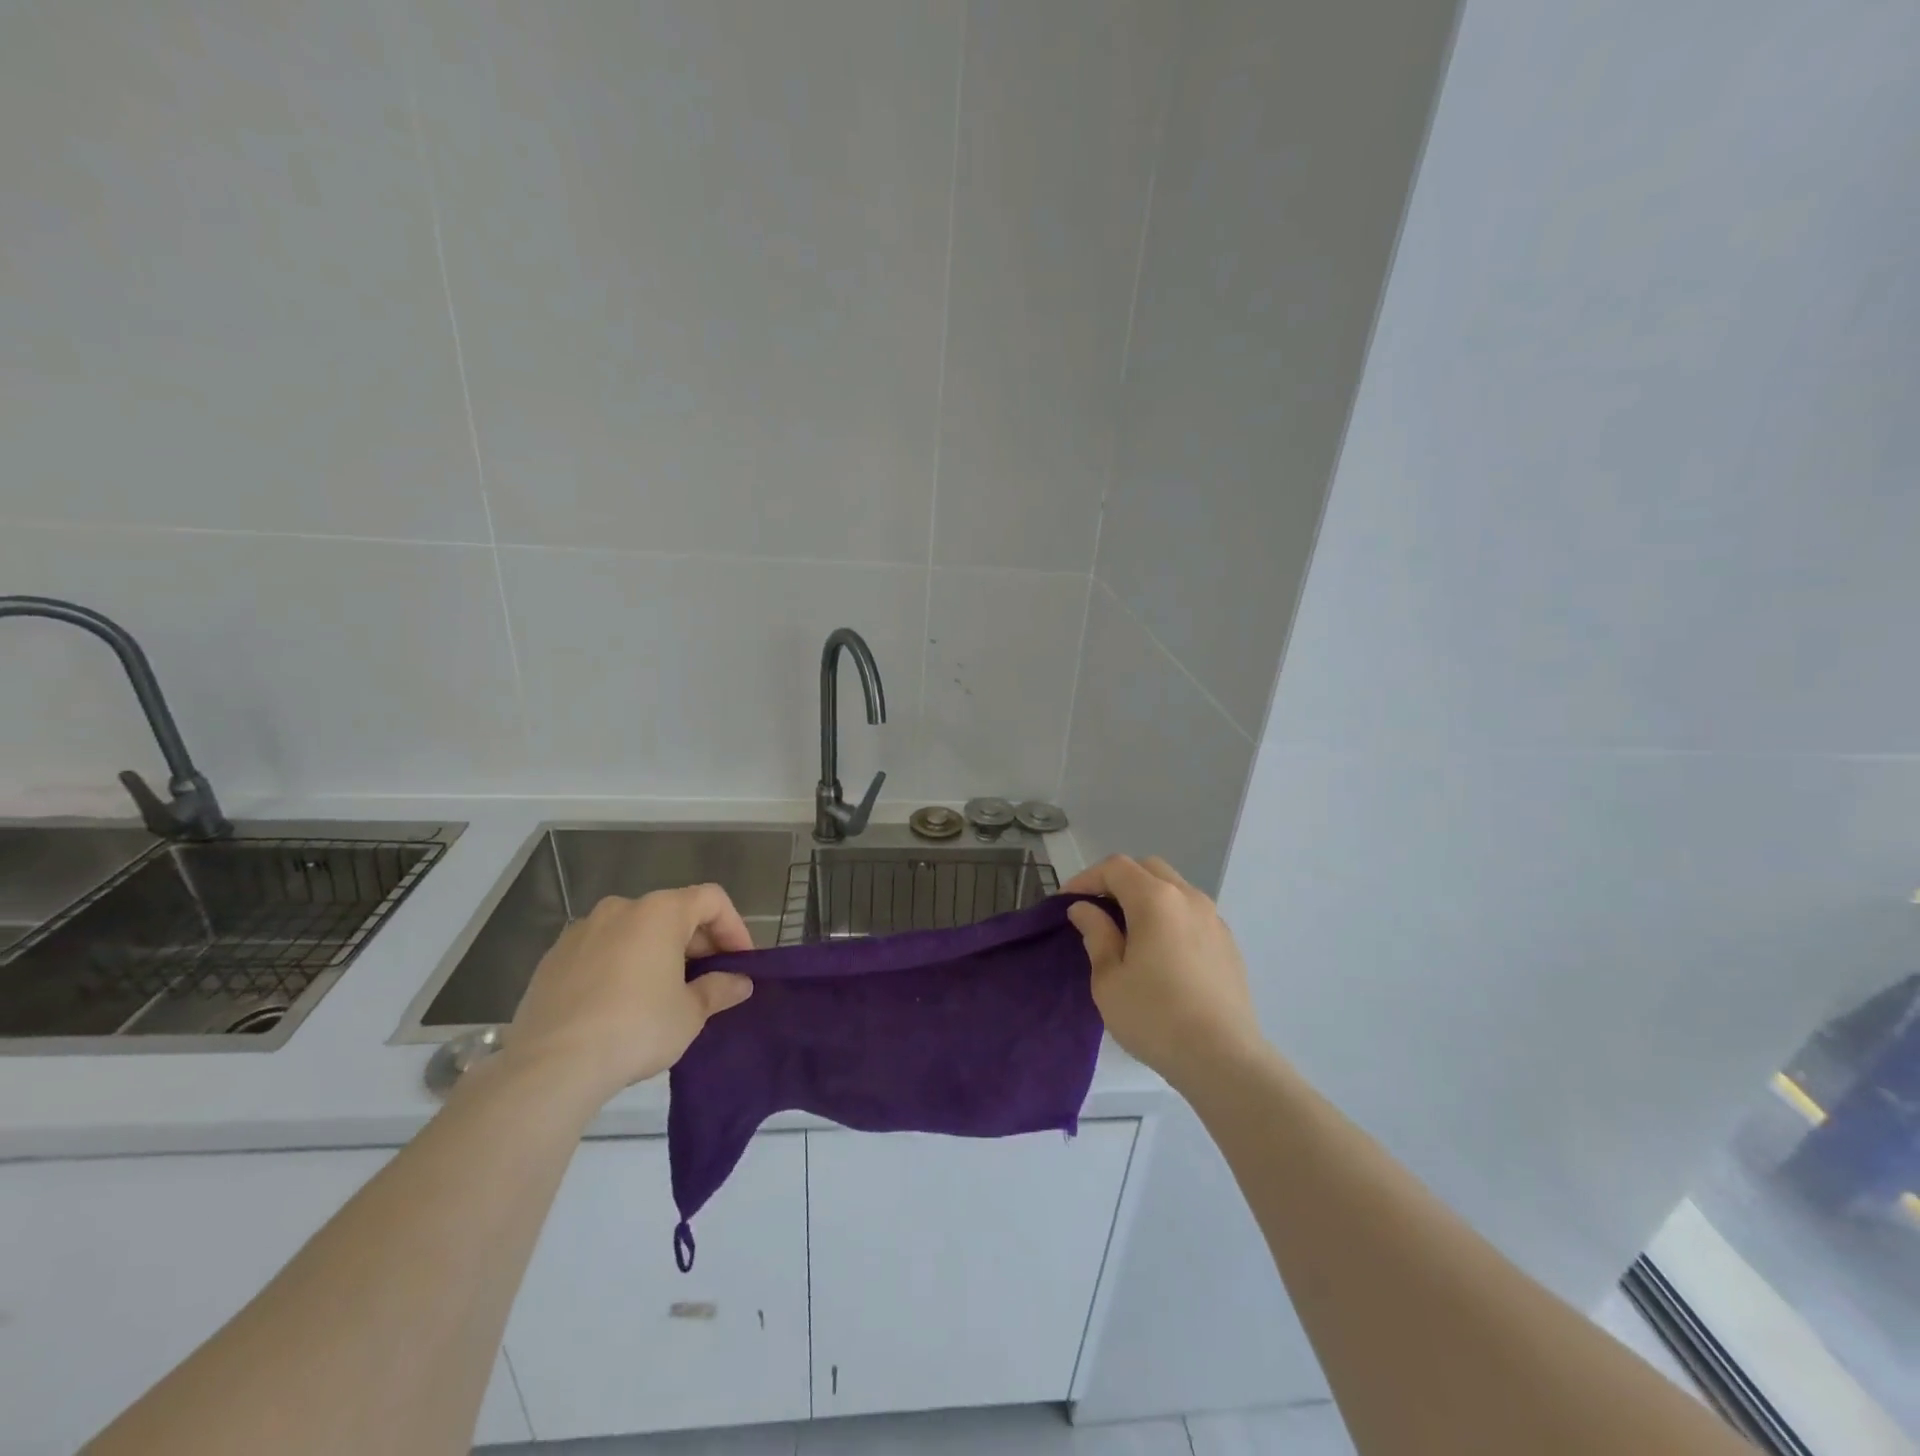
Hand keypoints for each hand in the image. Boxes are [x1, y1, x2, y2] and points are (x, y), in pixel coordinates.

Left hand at [499, 885, 754, 1107]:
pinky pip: (601, 951)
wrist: (550, 1067)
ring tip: (664, 993)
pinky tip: (621, 1004)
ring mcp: (581, 931)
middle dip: (696, 943)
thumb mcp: (690, 1013)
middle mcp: (620, 908)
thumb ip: (718, 990)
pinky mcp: (552, 959)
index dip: (734, 927)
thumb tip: (739, 982)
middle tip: (708, 981)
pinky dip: (620, 966)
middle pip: (672, 912)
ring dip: (657, 953)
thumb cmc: (636, 1028)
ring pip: (634, 931)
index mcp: (660, 912)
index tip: (741, 962)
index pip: (711, 899)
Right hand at [1063, 855, 1265, 1092]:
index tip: (1067, 901)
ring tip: (1126, 930)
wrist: (1223, 1059)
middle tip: (1096, 909)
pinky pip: (1191, 914)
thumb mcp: (1109, 978)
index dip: (1087, 878)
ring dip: (1146, 897)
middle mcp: (1189, 898)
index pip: (1116, 868)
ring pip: (1174, 889)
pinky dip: (1169, 917)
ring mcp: (1214, 920)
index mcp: (1156, 899)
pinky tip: (1159, 951)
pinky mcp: (1228, 944)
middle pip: (1148, 869)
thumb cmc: (1154, 1016)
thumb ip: (1096, 934)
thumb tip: (1085, 909)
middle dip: (1118, 881)